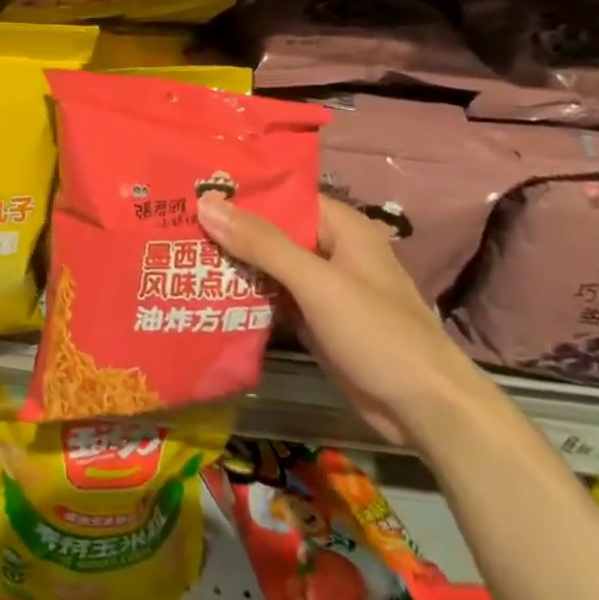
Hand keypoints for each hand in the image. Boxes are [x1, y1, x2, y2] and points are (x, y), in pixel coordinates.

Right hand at [196, 192, 489, 448]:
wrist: (426, 411)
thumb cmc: (378, 334)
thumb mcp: (317, 283)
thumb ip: (262, 244)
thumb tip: (207, 203)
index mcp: (340, 227)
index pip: (281, 195)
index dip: (239, 191)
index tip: (191, 187)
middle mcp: (329, 249)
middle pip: (270, 229)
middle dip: (227, 228)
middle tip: (172, 221)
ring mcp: (321, 286)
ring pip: (267, 264)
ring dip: (231, 262)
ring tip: (176, 251)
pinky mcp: (314, 318)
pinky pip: (272, 295)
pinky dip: (244, 293)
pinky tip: (204, 291)